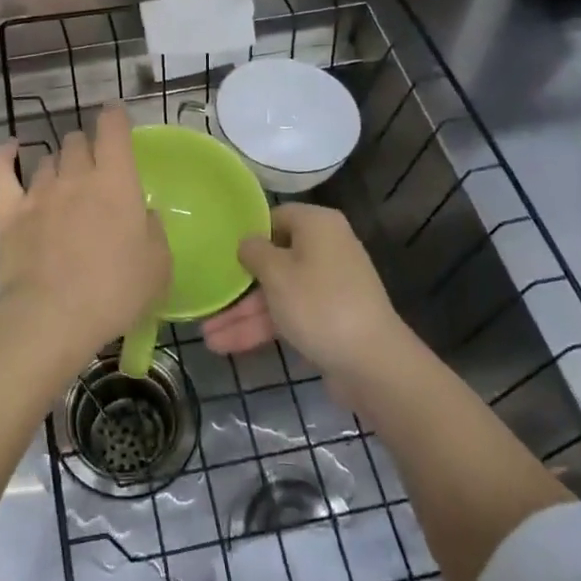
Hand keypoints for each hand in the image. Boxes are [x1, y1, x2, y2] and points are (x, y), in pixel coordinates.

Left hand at [0, 104, 170, 369]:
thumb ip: (153, 232)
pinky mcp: (8, 213)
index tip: (116, 115)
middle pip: (77, 142)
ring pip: (48, 159)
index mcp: (116, 182)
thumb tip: (143, 215)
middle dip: (87, 147)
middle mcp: (76, 177)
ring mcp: (39, 193)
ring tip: (64, 180)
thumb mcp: (158, 267)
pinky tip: (10, 149)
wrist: (51, 317)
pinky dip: (4, 156)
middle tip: (95, 168)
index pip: (114, 130)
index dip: (115, 117)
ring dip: (59, 163)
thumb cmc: (114, 292)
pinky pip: (1, 172)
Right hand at [202, 203, 407, 381]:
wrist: (373, 363)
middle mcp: (325, 249)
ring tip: (208, 336)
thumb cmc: (319, 304)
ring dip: (244, 313)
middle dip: (239, 286)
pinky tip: (228, 345)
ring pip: (278, 293)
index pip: (276, 217)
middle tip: (207, 298)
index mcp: (318, 225)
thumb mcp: (277, 273)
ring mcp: (328, 287)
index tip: (219, 250)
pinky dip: (263, 328)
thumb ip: (254, 252)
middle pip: (274, 260)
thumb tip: (248, 243)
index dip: (248, 232)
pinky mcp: (328, 319)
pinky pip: (289, 315)